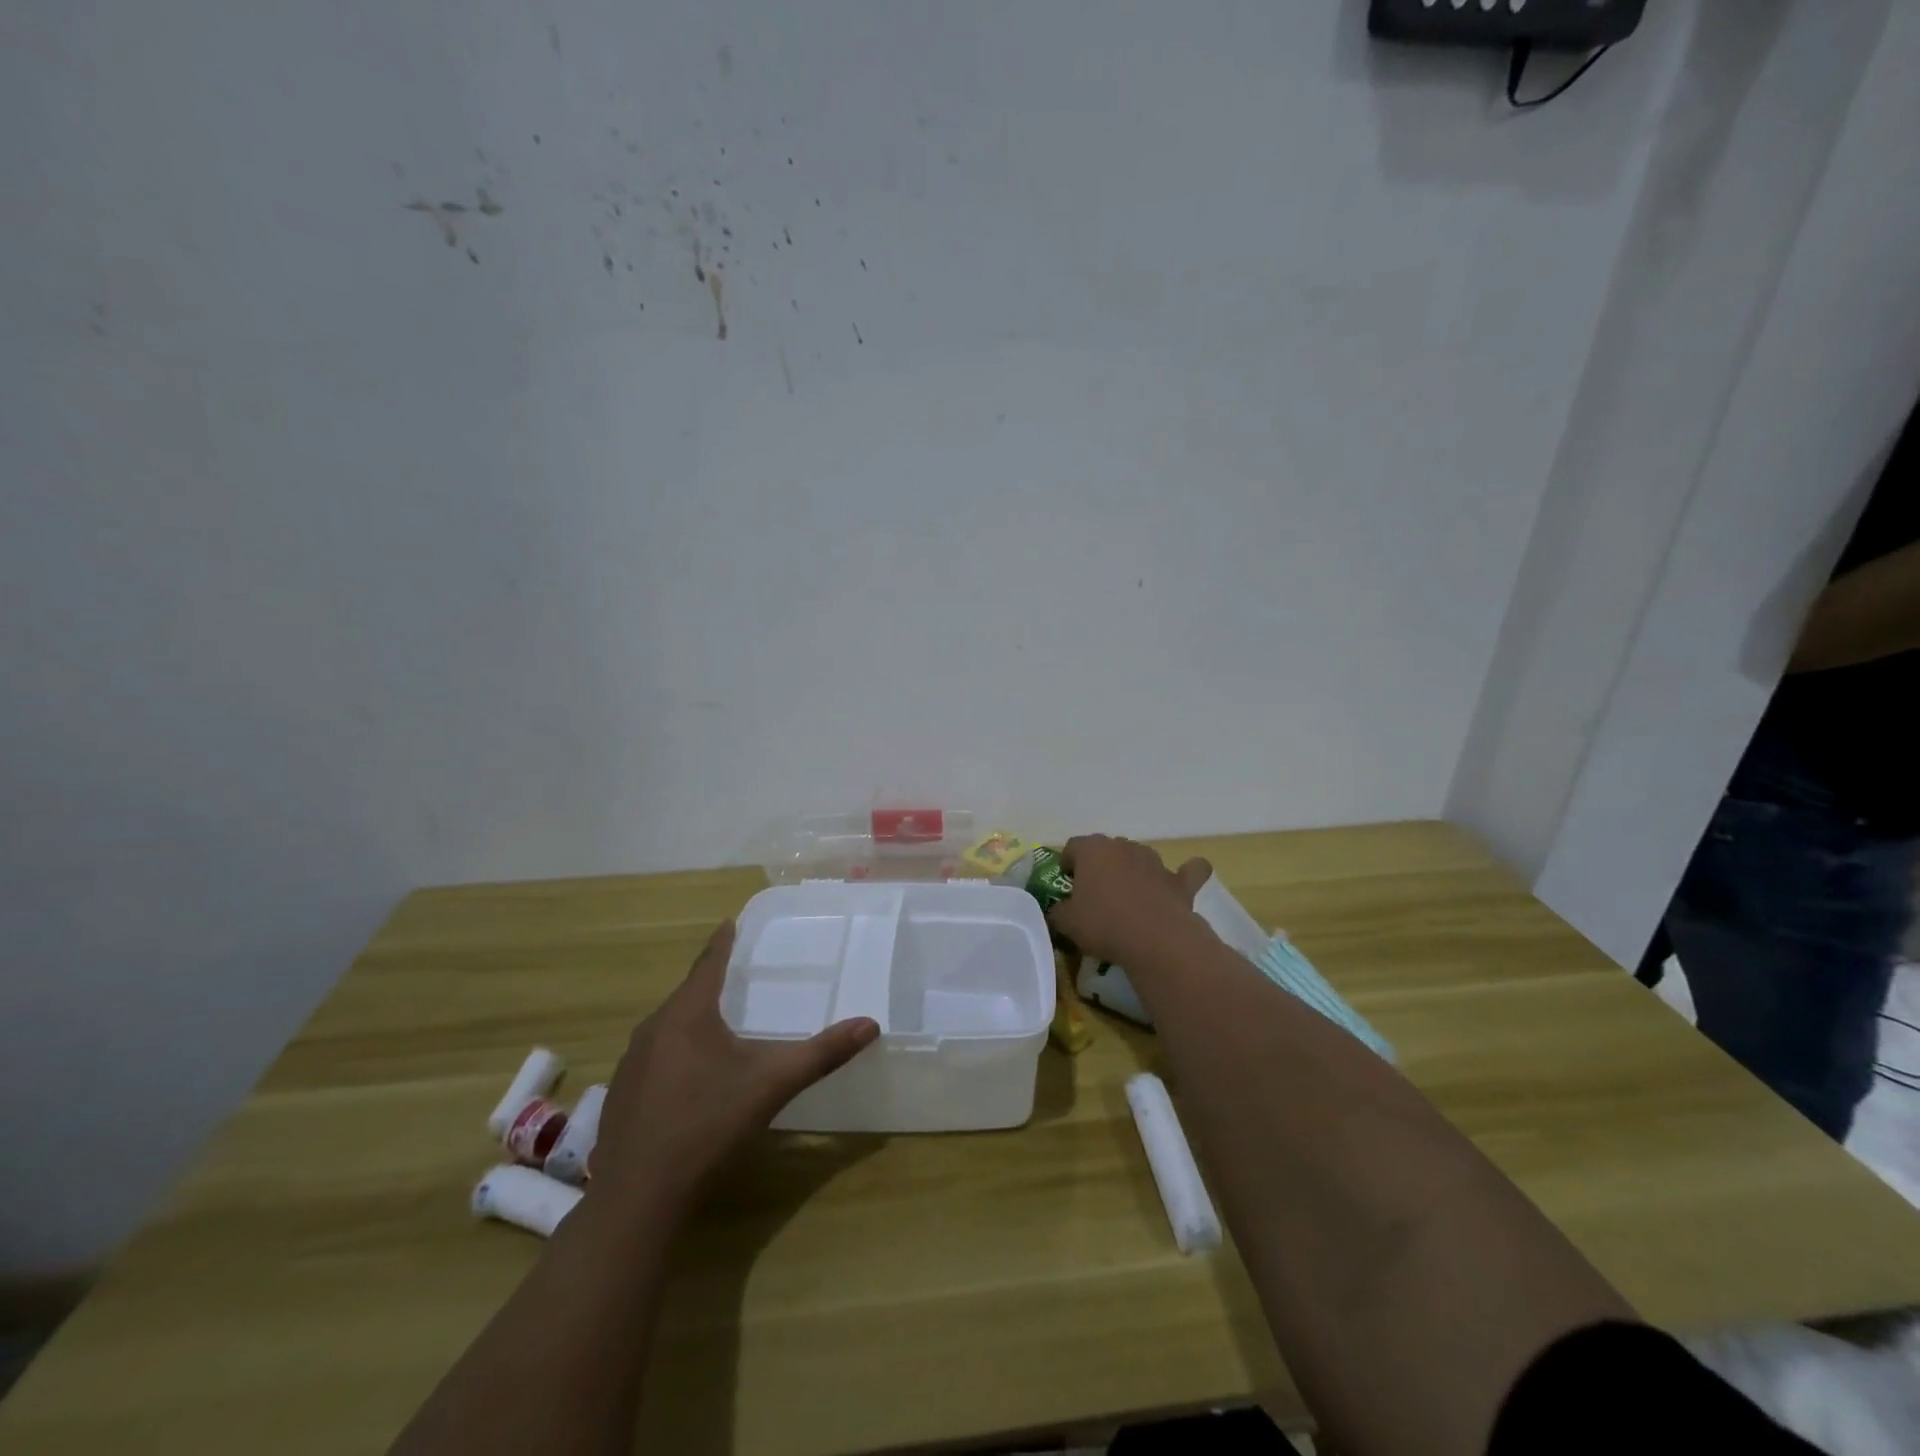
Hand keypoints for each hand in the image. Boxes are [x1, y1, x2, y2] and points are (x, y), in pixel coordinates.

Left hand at [590, 921, 878, 1218]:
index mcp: (687, 1014)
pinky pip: (653, 1057)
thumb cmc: (708, 1125)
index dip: (722, 942)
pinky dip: (675, 1052)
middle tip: (735, 975)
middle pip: (686, 995)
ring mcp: (631, 1064)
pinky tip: (689, 1078)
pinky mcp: (621, 1096)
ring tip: (716, 1024)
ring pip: (667, 1027)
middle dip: (710, 983)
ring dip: (691, 1020)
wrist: (638, 1198)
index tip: (729, 922)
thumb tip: (870, 1024)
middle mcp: (653, 1029)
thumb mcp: (772, 1085)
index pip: (707, 964)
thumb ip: (822, 1053)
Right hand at [1047, 835, 1211, 964]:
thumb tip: (1057, 911)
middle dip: (1100, 867)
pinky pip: (1187, 871)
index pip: (1073, 847)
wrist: (1156, 940)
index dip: (1067, 864)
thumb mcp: (1067, 923)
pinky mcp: (1179, 881)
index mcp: (1092, 850)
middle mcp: (1124, 847)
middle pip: (1106, 850)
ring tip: (1127, 898)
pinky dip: (1185, 874)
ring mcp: (1154, 861)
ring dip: (1132, 871)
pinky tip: (1181, 883)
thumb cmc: (1103, 924)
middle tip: (1094, 894)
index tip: (1067, 884)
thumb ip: (1057, 912)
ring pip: (1139, 857)